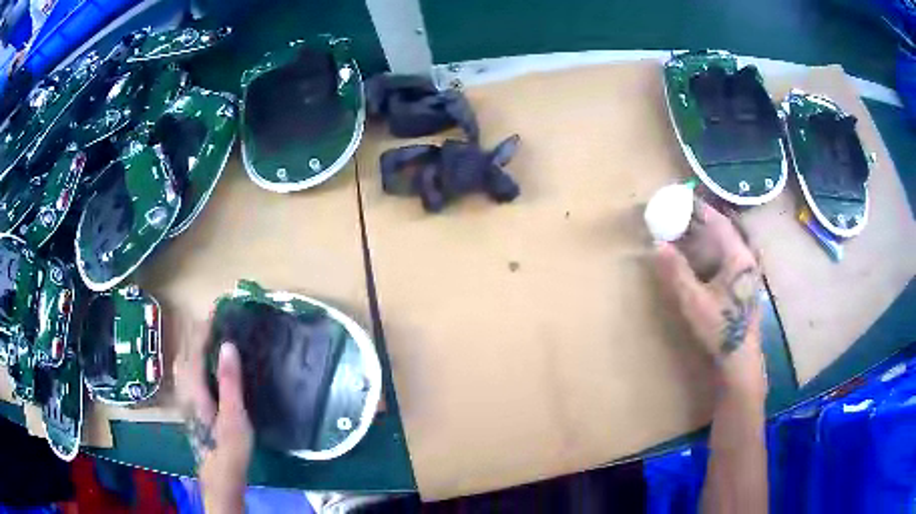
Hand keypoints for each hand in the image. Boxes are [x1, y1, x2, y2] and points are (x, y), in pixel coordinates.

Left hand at [175, 320, 252, 513]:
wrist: (220, 473)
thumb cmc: (229, 446)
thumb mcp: (234, 415)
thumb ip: (230, 381)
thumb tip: (228, 345)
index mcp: (194, 387)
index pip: (195, 349)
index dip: (204, 328)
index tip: (216, 310)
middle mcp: (185, 388)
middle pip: (186, 352)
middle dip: (197, 332)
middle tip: (216, 319)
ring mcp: (186, 396)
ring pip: (185, 361)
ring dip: (195, 344)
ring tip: (210, 334)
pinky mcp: (191, 404)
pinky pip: (189, 371)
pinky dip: (195, 357)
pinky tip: (205, 362)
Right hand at [654, 200, 765, 391]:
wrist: (740, 359)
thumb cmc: (721, 329)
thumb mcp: (694, 301)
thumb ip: (676, 271)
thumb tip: (657, 244)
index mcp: (738, 257)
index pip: (718, 222)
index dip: (698, 208)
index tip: (680, 198)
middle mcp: (746, 258)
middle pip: (723, 229)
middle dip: (701, 219)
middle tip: (678, 213)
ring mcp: (747, 272)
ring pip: (726, 243)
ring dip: (706, 235)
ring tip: (684, 230)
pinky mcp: (744, 283)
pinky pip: (727, 256)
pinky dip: (712, 250)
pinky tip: (699, 257)